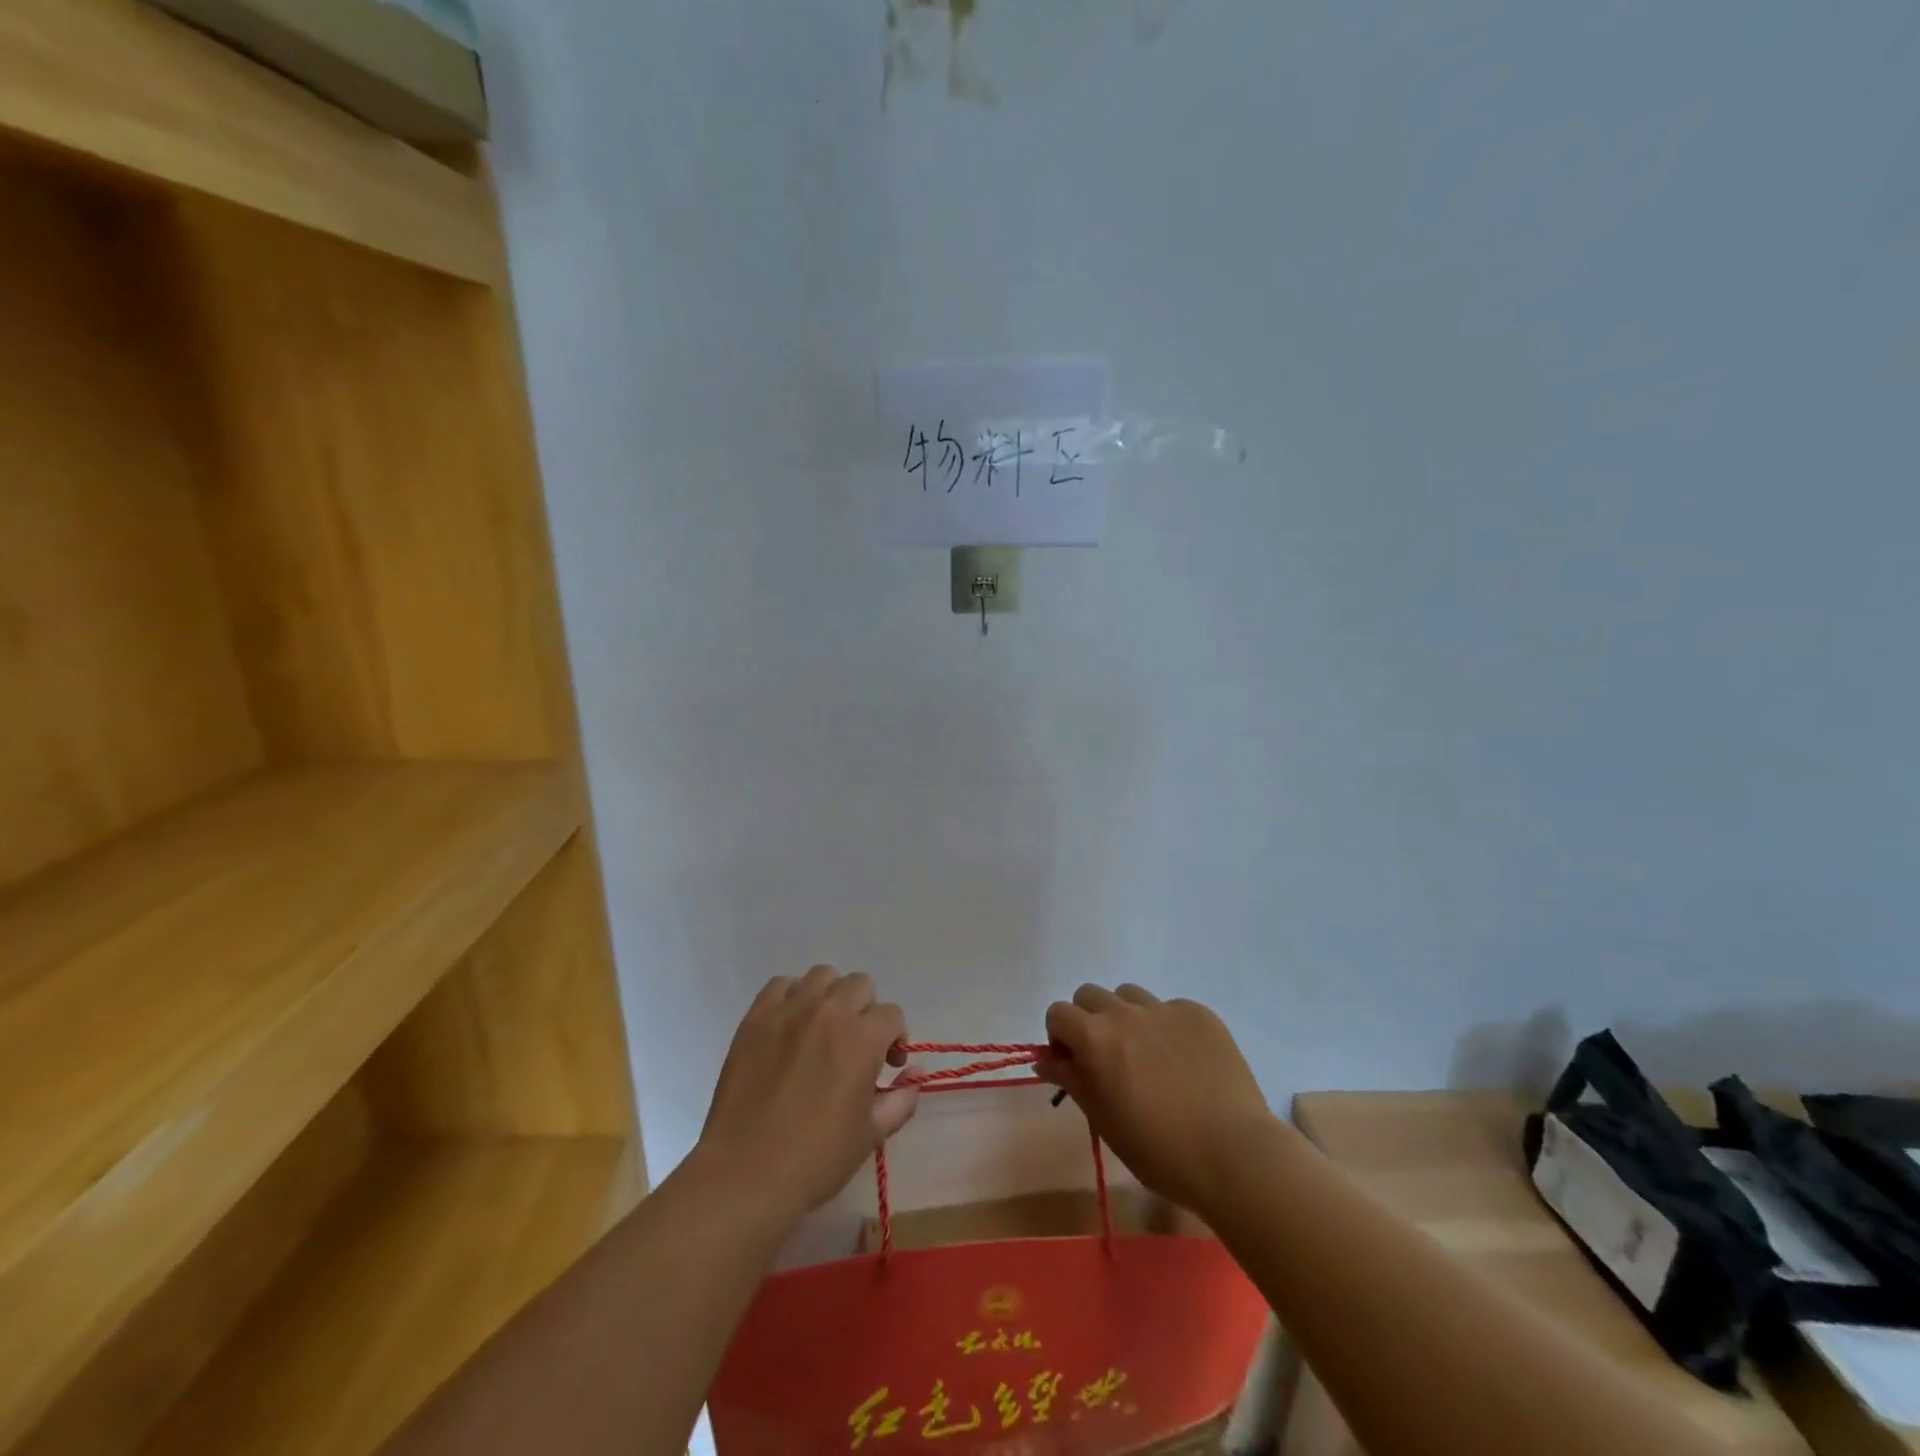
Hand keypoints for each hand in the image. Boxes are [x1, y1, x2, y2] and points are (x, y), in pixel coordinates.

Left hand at [695, 967, 918, 1217]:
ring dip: (832, 996)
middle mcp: (829, 1012)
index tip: (887, 1065)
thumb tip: (915, 1073)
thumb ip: (902, 1098)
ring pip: (823, 976)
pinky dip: (792, 996)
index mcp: (862, 1038)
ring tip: (824, 1029)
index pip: (892, 1014)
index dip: (895, 1038)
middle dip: (867, 1011)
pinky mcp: (756, 1018)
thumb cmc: (816, 1159)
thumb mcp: (871, 1134)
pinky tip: (791, 1025)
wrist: (745, 1174)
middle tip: (856, 1045)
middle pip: (860, 985)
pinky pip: (781, 984)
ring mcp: (789, 1010)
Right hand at [1040, 984, 1274, 1214]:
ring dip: (1125, 1016)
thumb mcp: (1105, 1121)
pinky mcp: (1199, 1014)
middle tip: (1106, 1058)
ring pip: (1129, 994)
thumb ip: (1072, 1080)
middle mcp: (1125, 1012)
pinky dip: (1165, 1026)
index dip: (1060, 1037)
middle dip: (1088, 1020)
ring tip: (1146, 1055)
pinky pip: (1169, 1007)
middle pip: (1090, 995)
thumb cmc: (1160, 1150)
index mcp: (1096, 1038)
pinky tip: (1184, 1061)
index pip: (1058, 1013)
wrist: (1234, 1153)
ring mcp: (1165, 1009)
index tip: (1074, 1065)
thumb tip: (1043, 1060)